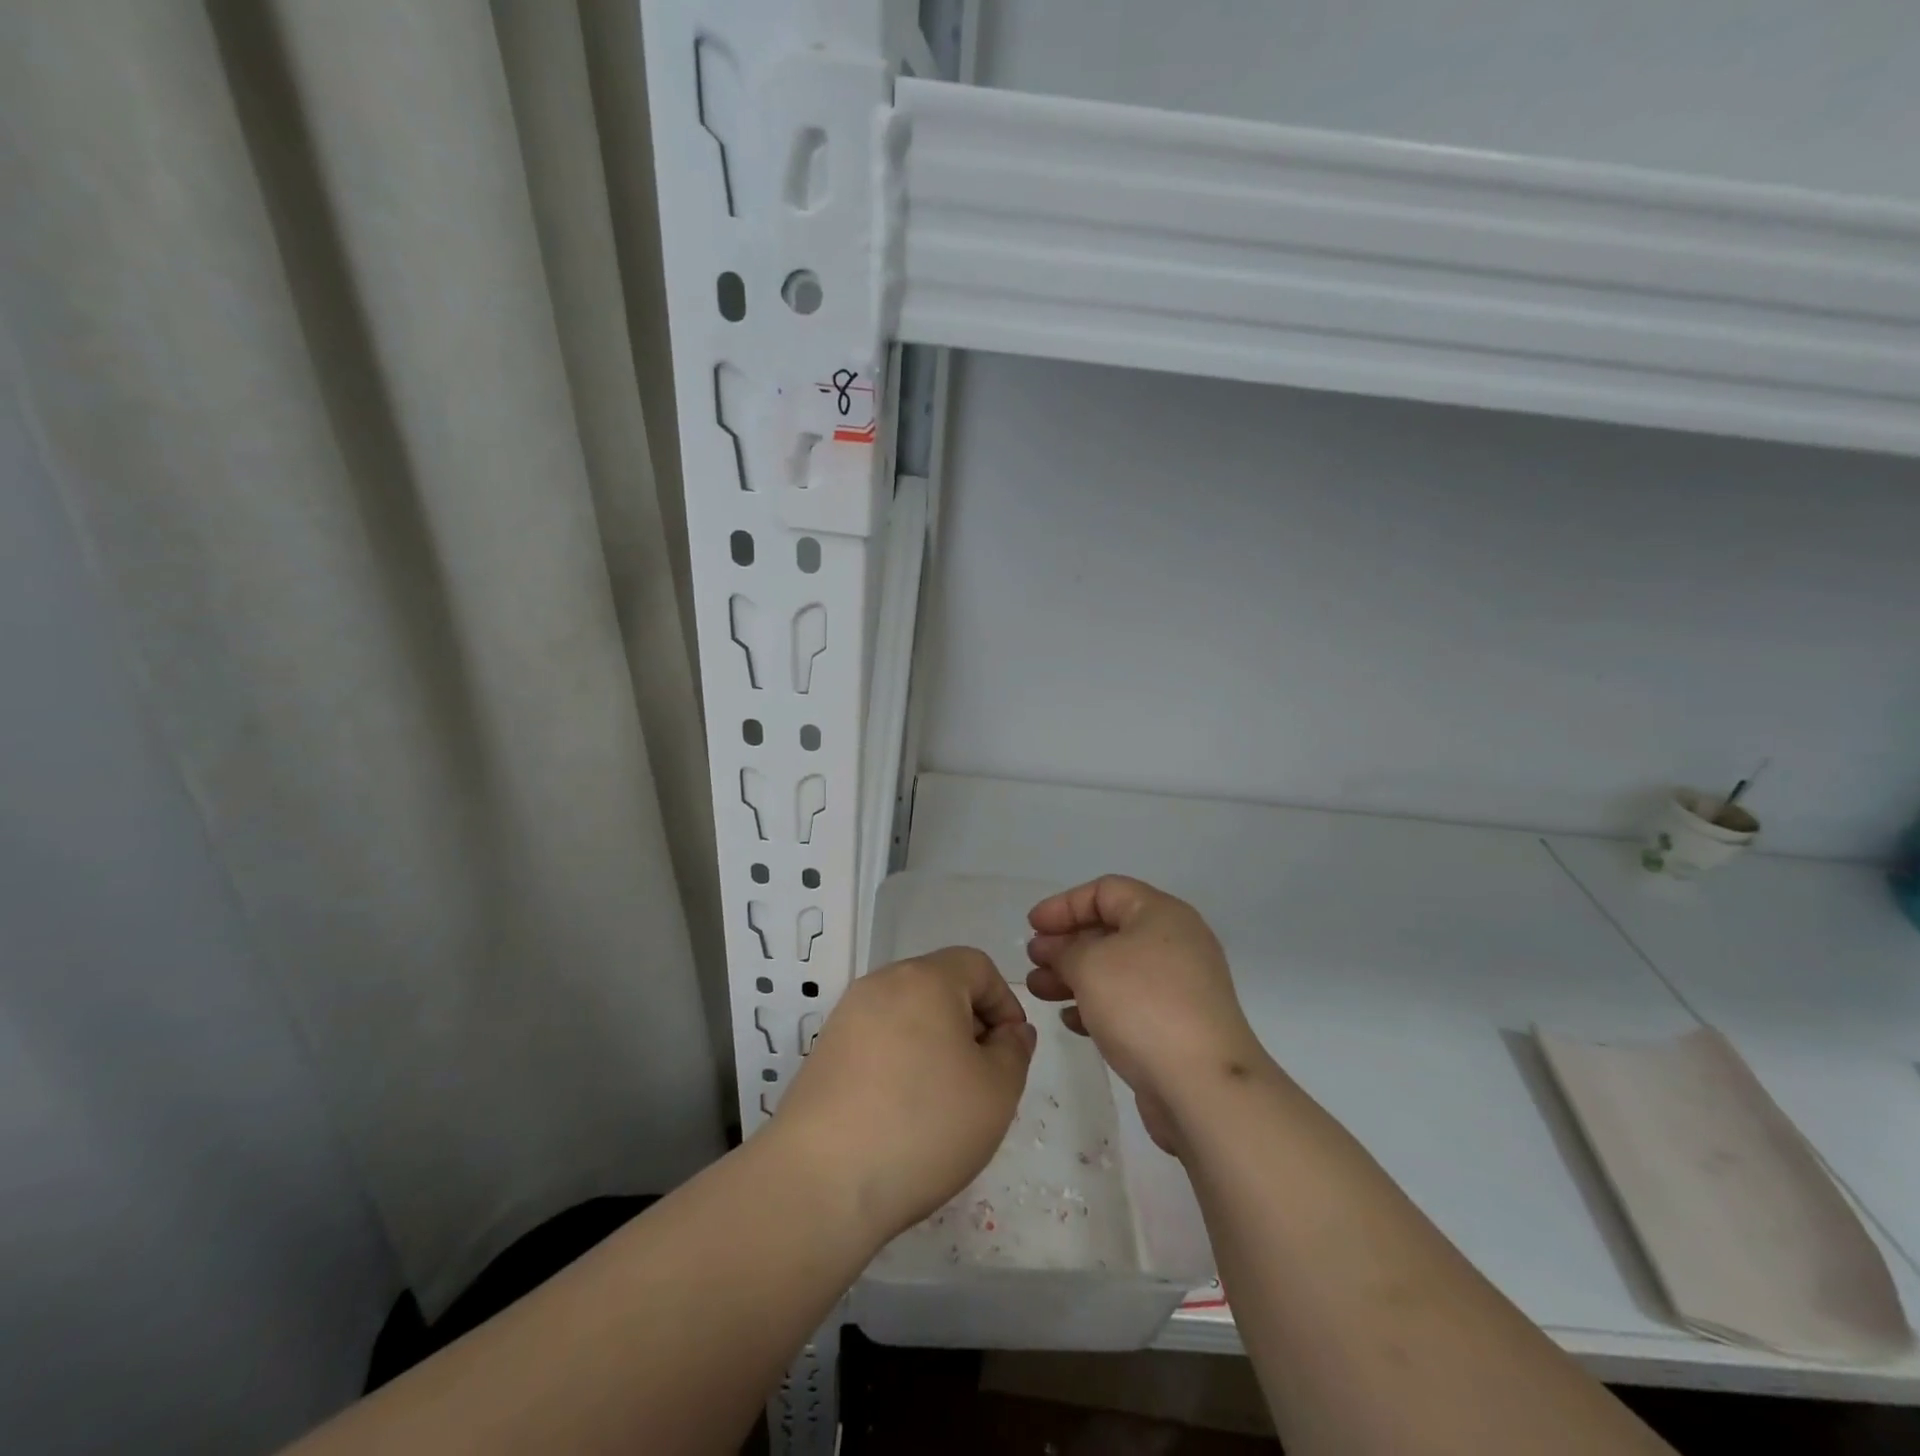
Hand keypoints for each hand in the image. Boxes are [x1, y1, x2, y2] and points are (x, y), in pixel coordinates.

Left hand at [773, 947, 1035, 1242]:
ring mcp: (847, 1016)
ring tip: (944, 1102)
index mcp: (926, 978)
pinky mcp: (825, 1051)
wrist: (821, 1181)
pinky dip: (900, 1062)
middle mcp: (882, 984)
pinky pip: (878, 1041)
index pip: (977, 966)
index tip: (1011, 1052)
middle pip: (940, 986)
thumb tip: (1010, 1032)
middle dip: (970, 1024)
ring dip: (935, 1045)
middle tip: (982, 1079)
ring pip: (908, 1015)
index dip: (1005, 1003)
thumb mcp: (996, 1092)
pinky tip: (903, 1113)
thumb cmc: (924, 1125)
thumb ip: (1015, 1051)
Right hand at [1026, 875, 1266, 1152]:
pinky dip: (1097, 1005)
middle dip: (1066, 944)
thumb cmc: (1143, 1006)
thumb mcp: (1090, 965)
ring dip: (1074, 976)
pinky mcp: (1176, 1024)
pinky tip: (1070, 1020)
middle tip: (1033, 962)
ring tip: (1038, 991)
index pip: (1105, 891)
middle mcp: (1174, 943)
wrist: (1203, 1086)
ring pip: (1116, 969)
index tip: (1032, 927)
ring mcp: (1179, 986)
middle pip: (1110, 930)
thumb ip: (1063, 950)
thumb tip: (1053, 948)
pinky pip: (1129, 1003)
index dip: (1064, 904)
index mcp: (1161, 914)